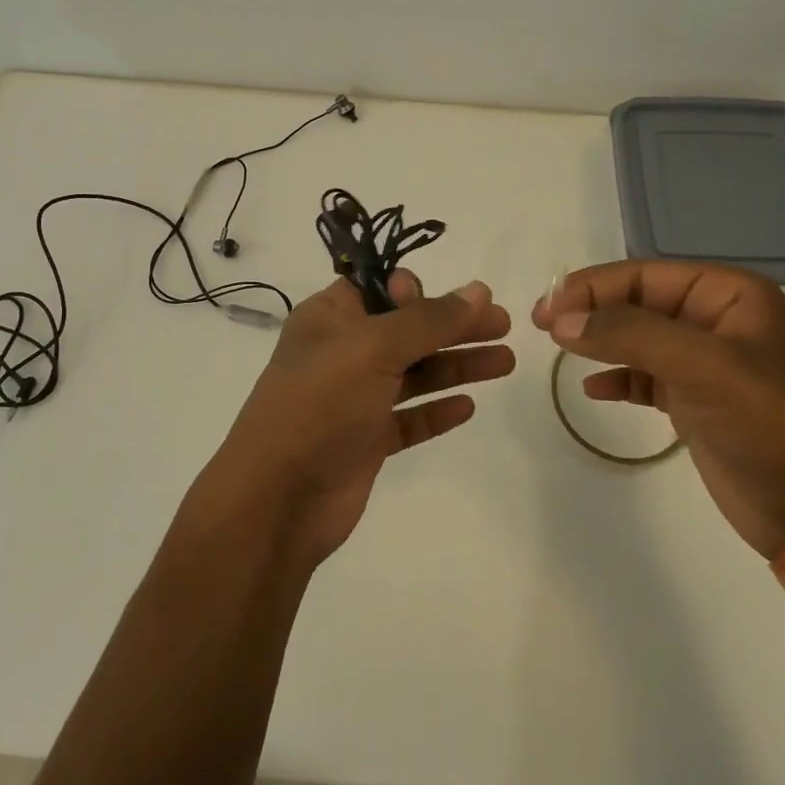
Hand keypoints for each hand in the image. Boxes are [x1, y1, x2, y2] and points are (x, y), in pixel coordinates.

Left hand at [208, 270, 513, 567]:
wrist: (279, 497)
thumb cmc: (320, 404)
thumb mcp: (374, 347)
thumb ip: (428, 319)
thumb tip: (478, 290)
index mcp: (330, 318)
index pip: (380, 287)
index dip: (418, 290)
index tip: (451, 301)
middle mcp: (342, 353)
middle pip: (408, 330)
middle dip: (455, 325)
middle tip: (504, 325)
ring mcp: (353, 399)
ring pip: (414, 374)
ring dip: (457, 364)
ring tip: (505, 362)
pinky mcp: (365, 441)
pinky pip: (408, 418)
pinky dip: (436, 411)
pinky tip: (468, 406)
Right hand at [533, 260, 784, 558]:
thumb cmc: (770, 425)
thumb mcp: (703, 367)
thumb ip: (629, 335)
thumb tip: (561, 320)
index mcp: (728, 295)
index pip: (645, 275)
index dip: (593, 287)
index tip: (548, 309)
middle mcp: (715, 321)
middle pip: (636, 302)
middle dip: (591, 311)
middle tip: (542, 325)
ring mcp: (704, 364)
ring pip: (636, 338)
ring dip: (598, 341)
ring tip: (558, 351)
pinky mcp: (695, 402)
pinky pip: (644, 377)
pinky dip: (617, 379)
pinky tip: (594, 390)